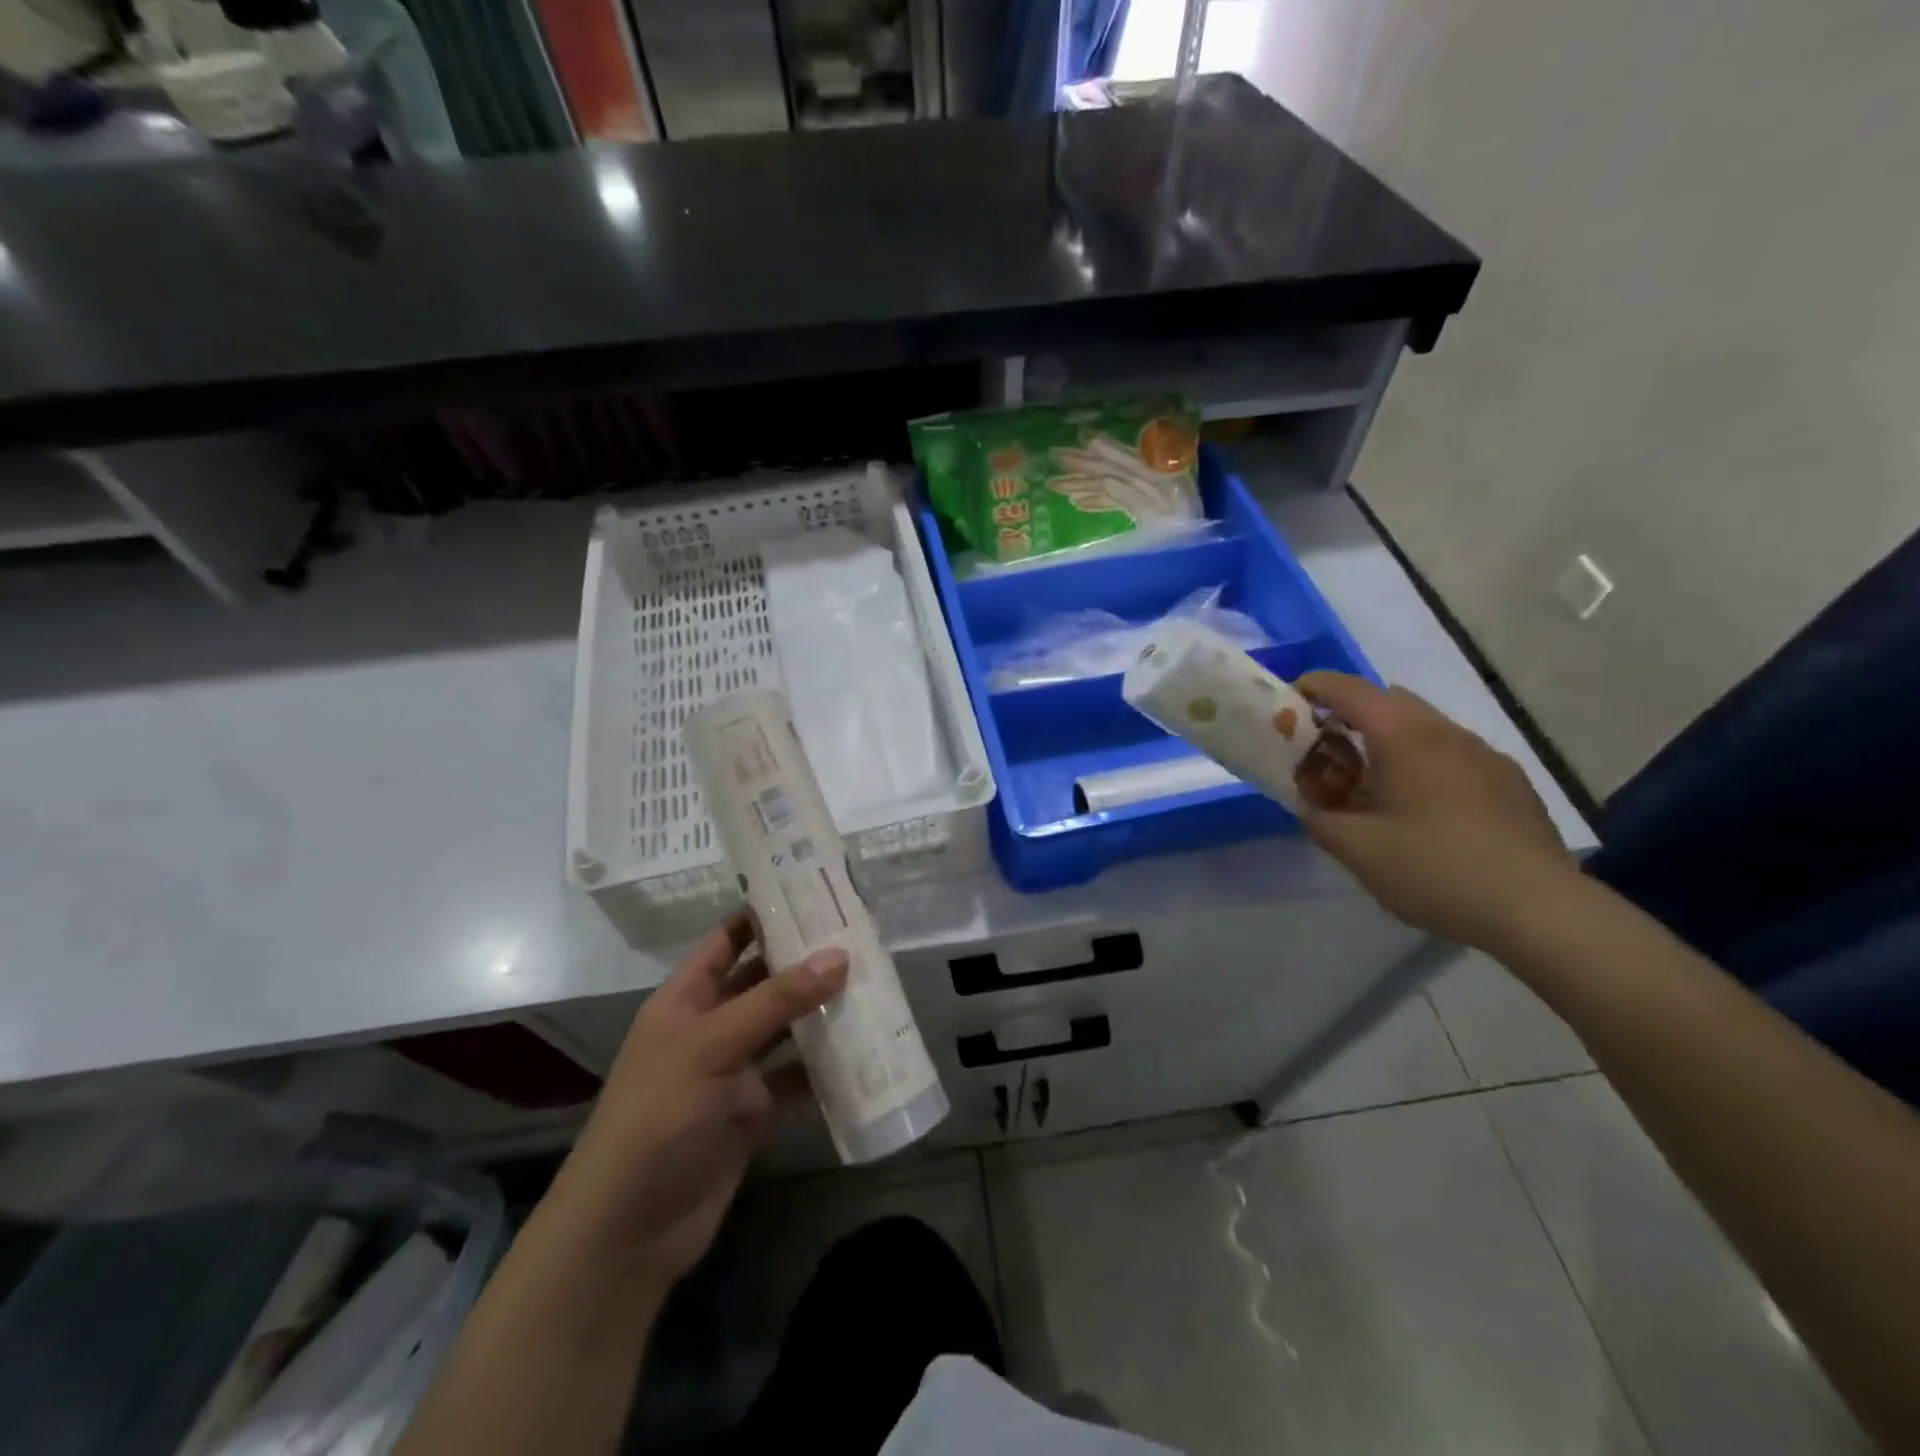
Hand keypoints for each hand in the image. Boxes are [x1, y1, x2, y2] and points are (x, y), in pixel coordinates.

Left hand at [545, 914, 846, 1286]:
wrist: (629, 1230)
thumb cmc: (658, 1116)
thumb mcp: (713, 1045)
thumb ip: (776, 1000)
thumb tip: (839, 955)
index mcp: (685, 1000)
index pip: (727, 941)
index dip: (763, 916)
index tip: (812, 893)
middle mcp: (710, 1028)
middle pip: (762, 982)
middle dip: (803, 962)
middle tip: (859, 936)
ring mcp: (732, 1072)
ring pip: (784, 1029)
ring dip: (819, 1011)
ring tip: (872, 983)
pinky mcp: (752, 1113)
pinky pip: (795, 1078)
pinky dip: (824, 1067)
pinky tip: (862, 1050)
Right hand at [1294, 672, 1577, 949]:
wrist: (1539, 910)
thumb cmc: (1435, 868)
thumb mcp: (1357, 850)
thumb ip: (1320, 819)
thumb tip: (1311, 807)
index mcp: (1405, 737)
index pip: (1350, 690)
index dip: (1315, 687)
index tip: (1289, 702)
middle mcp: (1447, 733)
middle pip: (1389, 702)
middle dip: (1350, 717)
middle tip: (1326, 754)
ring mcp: (1485, 756)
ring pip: (1424, 729)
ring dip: (1389, 743)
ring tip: (1371, 788)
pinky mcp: (1510, 783)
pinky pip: (1452, 756)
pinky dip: (1423, 766)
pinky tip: (1422, 813)